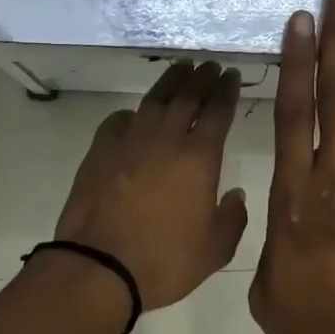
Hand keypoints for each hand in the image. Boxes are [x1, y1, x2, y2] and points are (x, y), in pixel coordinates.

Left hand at [52, 60, 248, 308]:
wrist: (99, 268)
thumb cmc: (164, 261)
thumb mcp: (214, 250)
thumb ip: (232, 219)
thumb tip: (235, 195)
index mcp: (199, 158)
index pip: (218, 111)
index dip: (226, 90)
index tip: (231, 75)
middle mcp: (166, 139)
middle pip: (187, 96)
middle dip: (202, 78)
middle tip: (210, 65)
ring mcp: (129, 141)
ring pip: (154, 100)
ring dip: (170, 81)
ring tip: (181, 68)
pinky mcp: (99, 151)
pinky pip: (120, 121)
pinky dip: (133, 113)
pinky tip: (136, 114)